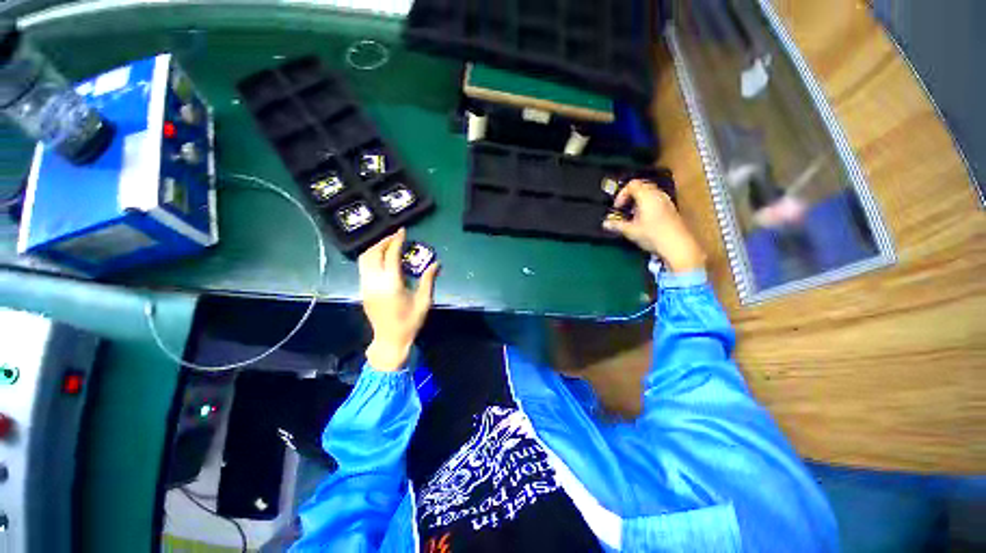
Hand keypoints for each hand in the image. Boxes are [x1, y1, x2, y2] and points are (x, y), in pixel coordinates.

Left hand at [358, 228, 439, 370]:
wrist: (390, 340)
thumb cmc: (410, 321)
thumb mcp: (424, 301)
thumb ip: (429, 280)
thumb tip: (436, 263)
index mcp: (391, 284)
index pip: (391, 255)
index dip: (396, 241)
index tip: (402, 231)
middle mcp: (374, 283)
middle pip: (373, 253)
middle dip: (383, 241)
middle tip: (396, 237)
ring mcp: (366, 287)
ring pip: (364, 259)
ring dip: (376, 248)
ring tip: (389, 245)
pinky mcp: (363, 291)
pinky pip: (363, 267)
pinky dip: (372, 257)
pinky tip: (383, 259)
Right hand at [602, 180, 706, 272]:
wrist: (677, 245)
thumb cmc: (654, 235)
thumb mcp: (631, 231)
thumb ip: (616, 225)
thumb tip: (605, 223)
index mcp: (647, 196)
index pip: (632, 185)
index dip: (621, 194)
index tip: (617, 207)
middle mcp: (658, 195)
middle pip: (641, 186)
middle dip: (630, 196)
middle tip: (623, 208)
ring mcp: (666, 201)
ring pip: (649, 193)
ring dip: (638, 201)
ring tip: (632, 215)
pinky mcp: (671, 209)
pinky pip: (656, 200)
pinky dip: (647, 205)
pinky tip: (643, 220)